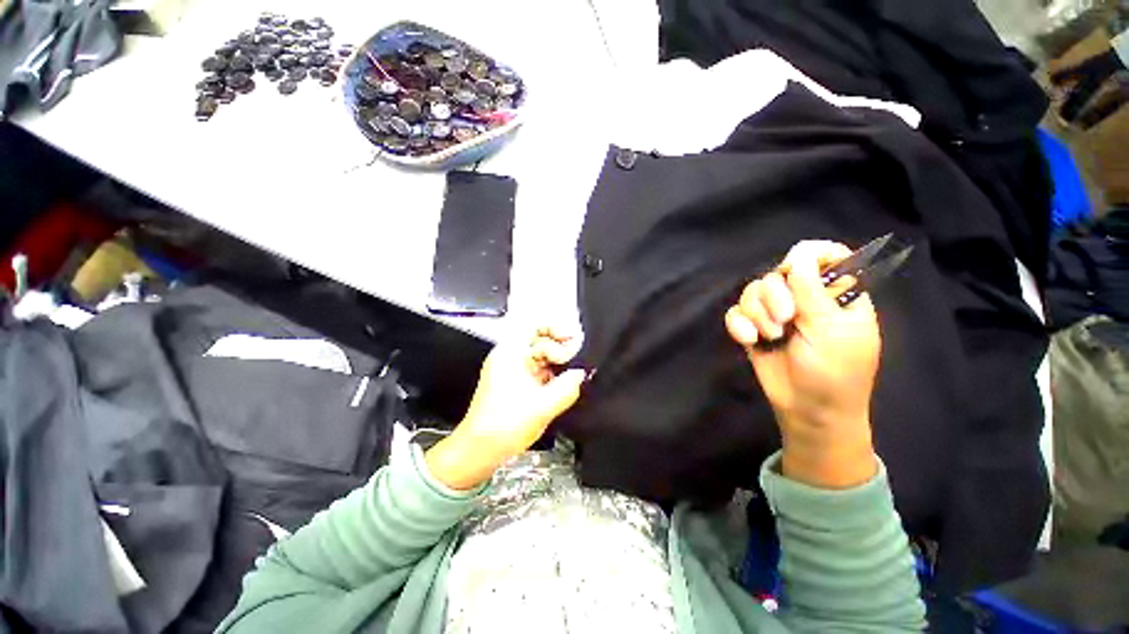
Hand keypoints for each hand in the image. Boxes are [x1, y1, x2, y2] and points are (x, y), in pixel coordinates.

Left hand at [425, 327, 585, 489]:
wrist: (480, 450)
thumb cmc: (504, 425)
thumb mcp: (543, 405)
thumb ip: (567, 387)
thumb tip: (581, 374)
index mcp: (510, 353)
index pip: (535, 327)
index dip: (556, 330)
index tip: (573, 340)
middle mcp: (509, 357)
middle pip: (539, 341)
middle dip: (559, 349)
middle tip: (576, 360)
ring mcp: (511, 371)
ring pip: (539, 358)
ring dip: (556, 364)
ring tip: (572, 374)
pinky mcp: (514, 384)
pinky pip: (536, 371)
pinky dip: (550, 375)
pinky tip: (562, 385)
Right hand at [725, 241, 880, 488]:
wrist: (808, 410)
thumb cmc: (834, 372)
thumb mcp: (831, 330)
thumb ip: (814, 291)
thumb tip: (798, 256)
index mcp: (836, 294)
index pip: (824, 255)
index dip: (808, 255)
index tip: (794, 271)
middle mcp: (804, 298)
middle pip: (777, 273)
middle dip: (774, 296)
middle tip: (785, 321)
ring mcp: (776, 313)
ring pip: (753, 291)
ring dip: (756, 313)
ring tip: (769, 336)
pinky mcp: (754, 328)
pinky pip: (736, 312)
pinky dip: (738, 325)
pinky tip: (749, 340)